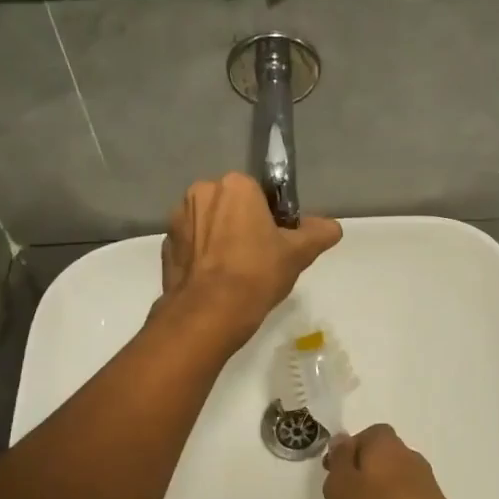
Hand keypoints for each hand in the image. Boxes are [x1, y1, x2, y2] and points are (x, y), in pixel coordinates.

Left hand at [158, 173, 341, 343]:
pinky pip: (191, 245)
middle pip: (231, 206)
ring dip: (220, 240)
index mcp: (235, 185)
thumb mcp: (298, 254)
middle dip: (242, 225)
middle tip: (259, 259)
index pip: (259, 194)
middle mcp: (201, 192)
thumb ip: (318, 234)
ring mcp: (178, 219)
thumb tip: (333, 228)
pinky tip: (215, 281)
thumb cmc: (257, 274)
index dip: (271, 218)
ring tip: (235, 274)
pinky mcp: (165, 246)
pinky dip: (202, 257)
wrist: (208, 314)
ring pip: (209, 224)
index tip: (277, 243)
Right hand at [322, 425, 486, 498]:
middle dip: (364, 473)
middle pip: (382, 456)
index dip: (350, 451)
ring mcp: (426, 481)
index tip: (335, 475)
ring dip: (380, 493)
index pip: (367, 434)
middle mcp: (408, 455)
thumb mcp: (342, 486)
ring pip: (395, 479)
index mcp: (385, 443)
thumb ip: (339, 460)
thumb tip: (342, 439)